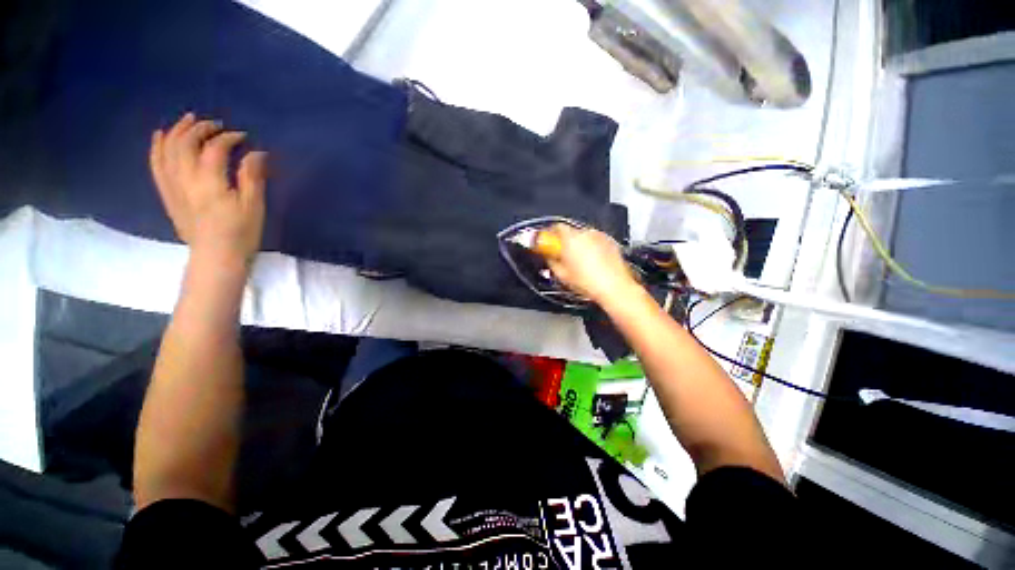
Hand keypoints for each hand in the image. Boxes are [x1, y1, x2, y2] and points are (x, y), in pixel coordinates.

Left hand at [150, 112, 267, 265]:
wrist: (216, 257)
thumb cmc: (241, 233)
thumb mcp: (254, 206)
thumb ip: (252, 177)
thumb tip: (257, 153)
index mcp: (210, 182)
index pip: (214, 148)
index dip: (229, 138)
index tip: (243, 137)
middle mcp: (185, 179)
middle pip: (185, 143)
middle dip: (200, 128)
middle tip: (215, 124)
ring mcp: (172, 186)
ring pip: (166, 149)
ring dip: (177, 131)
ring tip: (189, 121)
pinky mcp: (166, 194)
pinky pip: (155, 164)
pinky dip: (157, 146)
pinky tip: (160, 136)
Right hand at [543, 224, 641, 304]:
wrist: (614, 288)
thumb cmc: (588, 283)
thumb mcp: (561, 275)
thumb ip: (551, 261)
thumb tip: (548, 256)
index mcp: (570, 238)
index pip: (555, 227)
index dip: (549, 235)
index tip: (547, 243)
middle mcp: (585, 233)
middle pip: (570, 231)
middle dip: (564, 242)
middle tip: (562, 256)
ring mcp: (600, 236)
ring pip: (583, 236)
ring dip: (578, 244)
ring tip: (579, 261)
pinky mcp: (610, 242)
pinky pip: (595, 241)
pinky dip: (591, 247)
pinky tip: (592, 262)